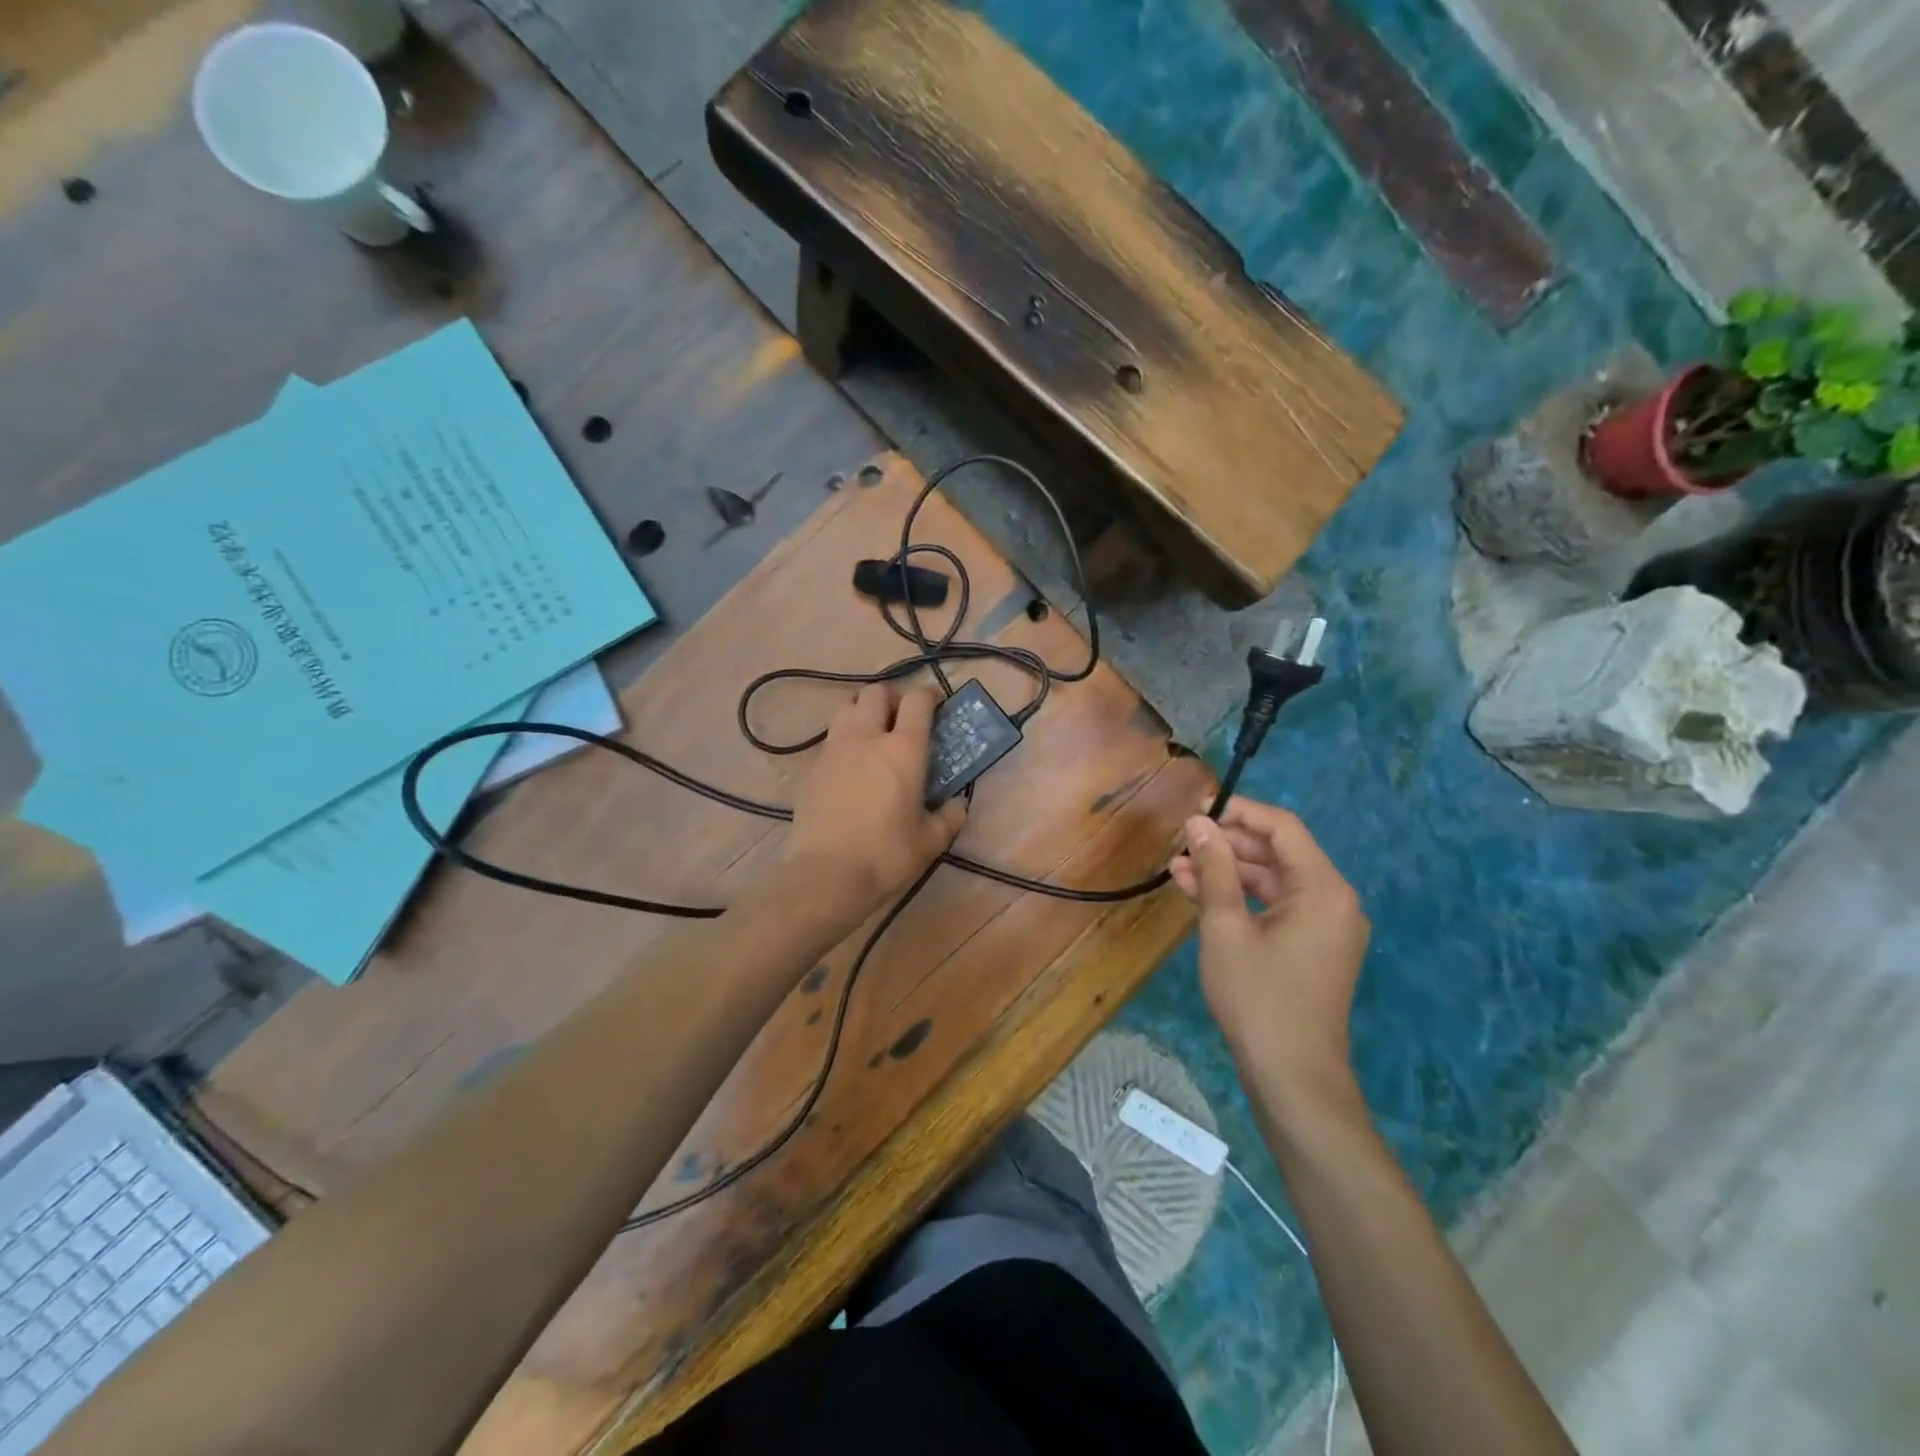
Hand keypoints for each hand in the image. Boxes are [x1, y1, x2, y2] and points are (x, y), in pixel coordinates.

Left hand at [784, 683, 967, 915]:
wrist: (826, 875)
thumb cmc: (886, 855)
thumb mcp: (931, 841)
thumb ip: (950, 817)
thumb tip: (958, 804)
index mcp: (903, 749)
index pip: (917, 701)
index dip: (929, 696)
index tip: (937, 705)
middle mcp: (866, 737)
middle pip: (876, 692)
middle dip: (892, 697)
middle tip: (901, 717)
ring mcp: (833, 749)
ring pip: (846, 706)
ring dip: (862, 710)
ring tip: (872, 733)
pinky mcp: (810, 767)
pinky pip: (829, 738)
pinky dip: (843, 740)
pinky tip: (849, 766)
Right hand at [1169, 797, 1368, 1103]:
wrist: (1292, 1076)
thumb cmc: (1258, 997)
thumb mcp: (1226, 927)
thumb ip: (1214, 869)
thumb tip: (1199, 823)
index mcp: (1323, 889)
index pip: (1282, 827)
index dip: (1239, 811)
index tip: (1197, 808)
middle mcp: (1333, 900)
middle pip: (1278, 853)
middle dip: (1227, 844)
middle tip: (1181, 841)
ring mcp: (1325, 926)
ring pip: (1272, 881)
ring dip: (1227, 873)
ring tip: (1178, 868)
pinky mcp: (1312, 948)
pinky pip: (1276, 908)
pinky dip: (1241, 900)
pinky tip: (1197, 894)